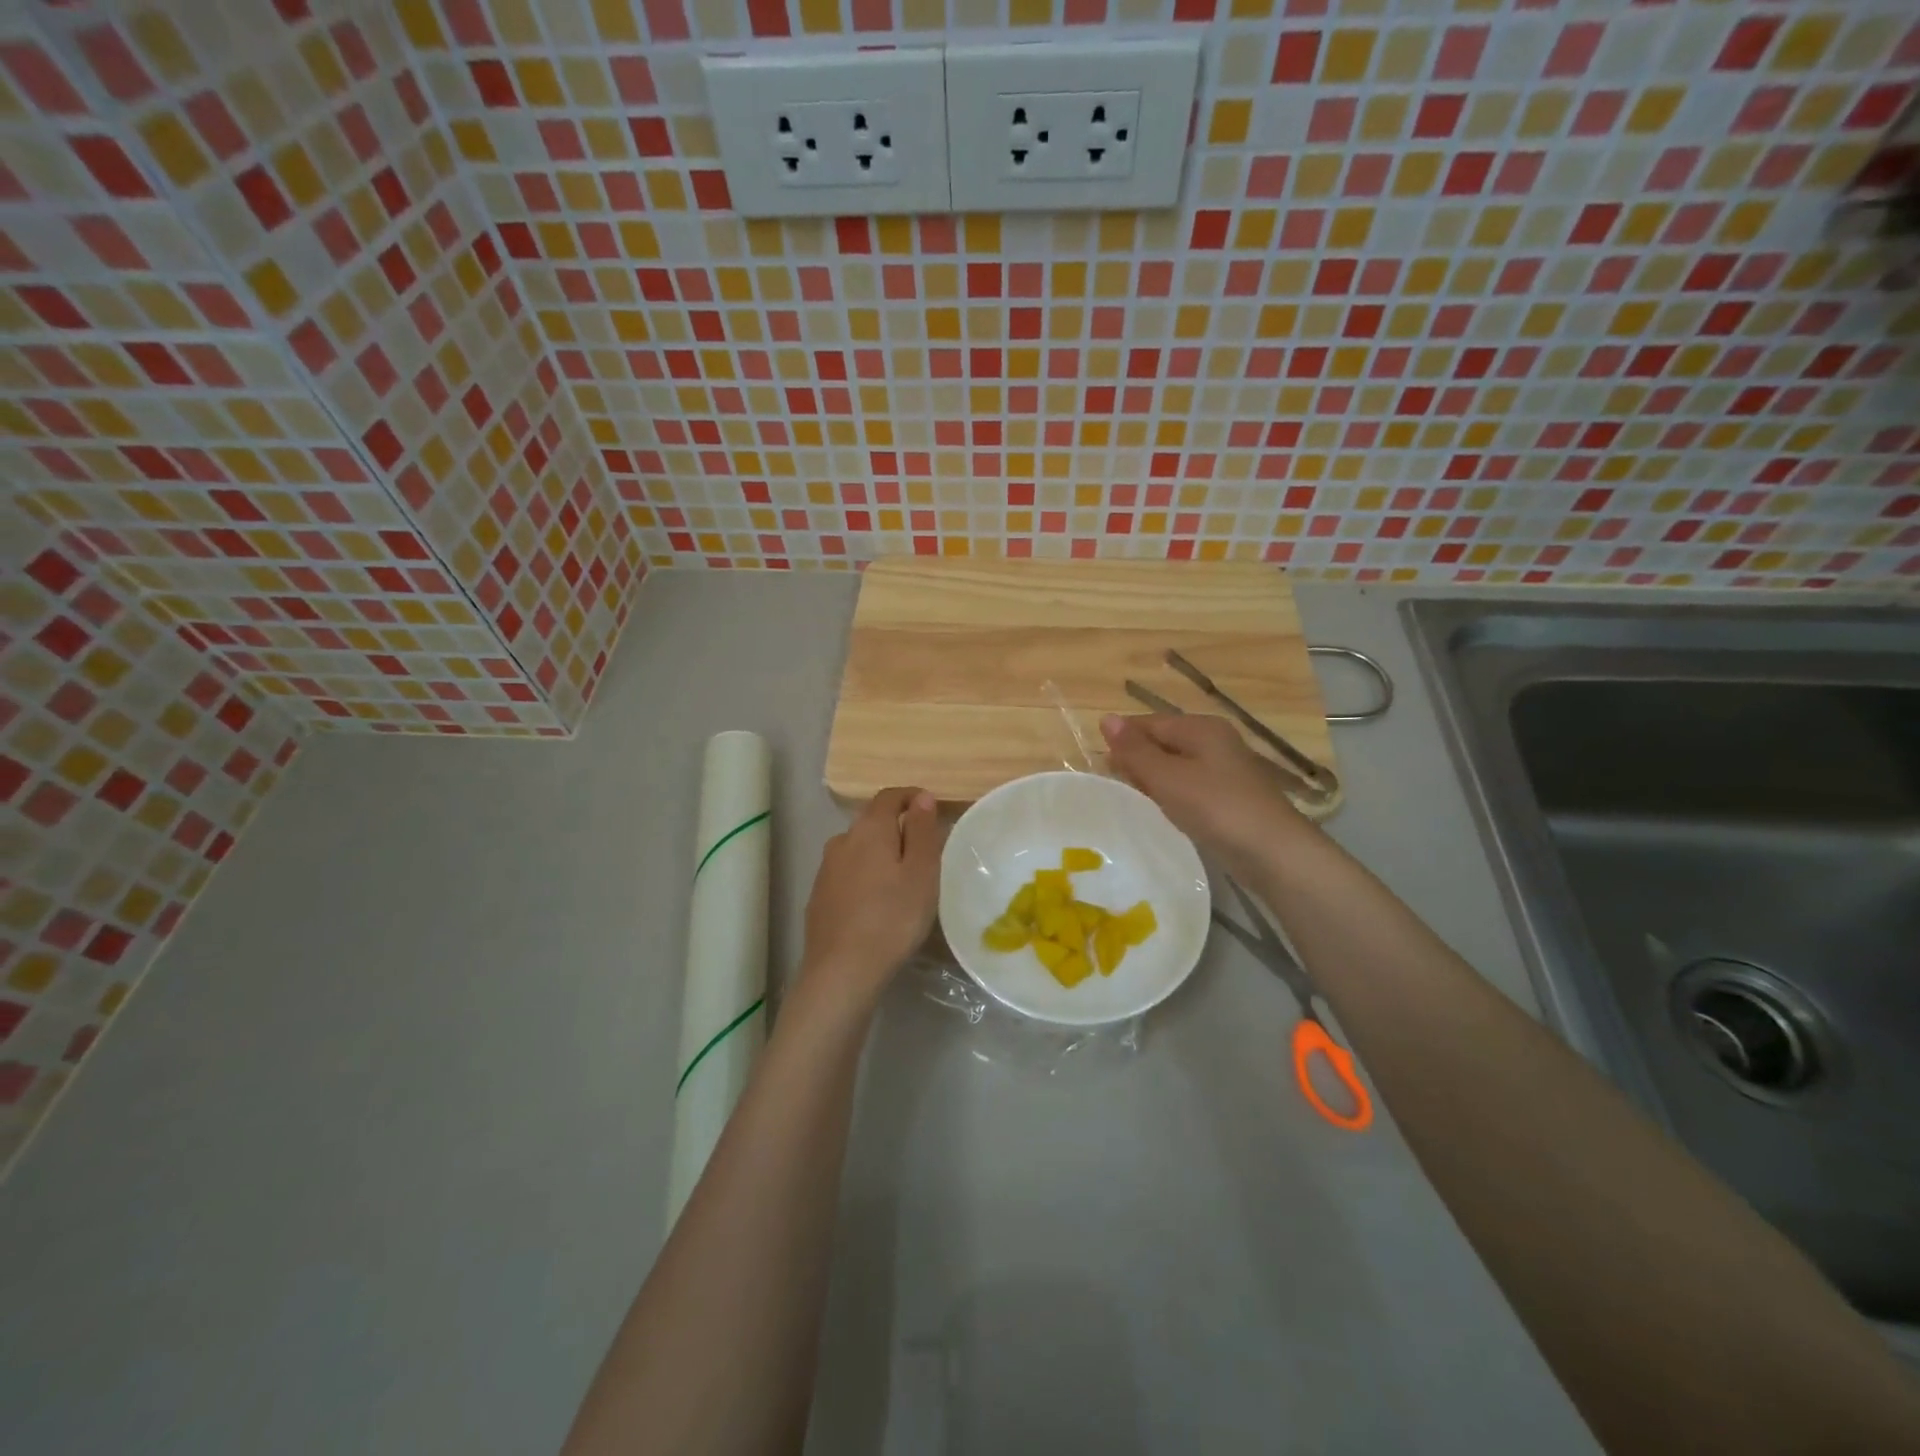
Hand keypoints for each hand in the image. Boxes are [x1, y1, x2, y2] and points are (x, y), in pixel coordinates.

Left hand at [796, 787, 944, 1016]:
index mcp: (869, 829)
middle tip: (924, 852)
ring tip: (902, 881)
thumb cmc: (892, 918)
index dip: (911, 797)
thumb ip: (922, 830)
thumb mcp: (922, 872)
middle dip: (898, 828)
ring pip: (858, 850)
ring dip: (880, 855)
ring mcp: (826, 869)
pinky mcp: (819, 897)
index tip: (932, 809)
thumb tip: (922, 797)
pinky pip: (847, 874)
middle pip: (872, 822)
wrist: (842, 971)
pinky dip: (865, 878)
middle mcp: (842, 841)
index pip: (889, 796)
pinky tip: (876, 904)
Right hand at [1100, 713, 1310, 869]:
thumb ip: (1135, 750)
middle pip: (1165, 742)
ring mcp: (1227, 770)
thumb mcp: (1167, 777)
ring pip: (1178, 766)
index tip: (1098, 764)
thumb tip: (1106, 719)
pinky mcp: (1232, 797)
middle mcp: (1216, 741)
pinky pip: (1192, 787)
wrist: (1274, 853)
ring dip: (1154, 779)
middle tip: (1112, 784)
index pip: (1150, 723)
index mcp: (1201, 728)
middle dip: (1138, 759)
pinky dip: (1174, 795)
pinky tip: (1164, 812)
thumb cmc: (1216, 807)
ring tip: (1132, 799)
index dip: (1123, 739)